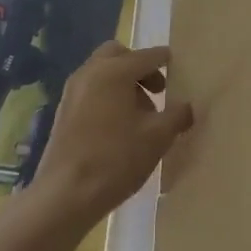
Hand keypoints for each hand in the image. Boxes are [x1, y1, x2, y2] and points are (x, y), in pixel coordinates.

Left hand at [29, 42, 193, 228]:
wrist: (65, 195)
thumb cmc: (116, 159)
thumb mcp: (157, 137)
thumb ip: (177, 115)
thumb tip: (186, 107)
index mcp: (114, 71)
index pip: (147, 56)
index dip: (165, 60)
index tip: (179, 66)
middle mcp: (91, 72)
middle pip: (119, 55)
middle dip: (139, 67)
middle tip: (157, 91)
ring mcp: (73, 91)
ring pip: (102, 71)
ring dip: (123, 82)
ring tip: (140, 114)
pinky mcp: (63, 110)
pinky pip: (91, 89)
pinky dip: (107, 95)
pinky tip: (119, 126)